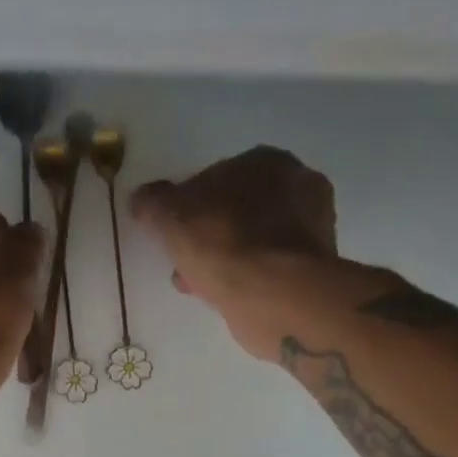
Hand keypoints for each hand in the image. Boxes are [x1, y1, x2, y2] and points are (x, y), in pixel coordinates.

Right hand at [130, 146, 341, 361]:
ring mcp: (313, 228)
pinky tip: (224, 296)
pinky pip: (267, 268)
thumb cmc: (222, 242)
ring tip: (199, 284)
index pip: (218, 176)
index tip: (174, 232)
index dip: (189, 205)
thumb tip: (143, 198)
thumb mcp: (169, 216)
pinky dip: (246, 278)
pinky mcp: (314, 267)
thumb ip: (152, 203)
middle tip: (186, 261)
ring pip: (252, 241)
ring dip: (225, 259)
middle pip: (238, 210)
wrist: (273, 294)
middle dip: (209, 235)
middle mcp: (299, 185)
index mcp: (267, 160)